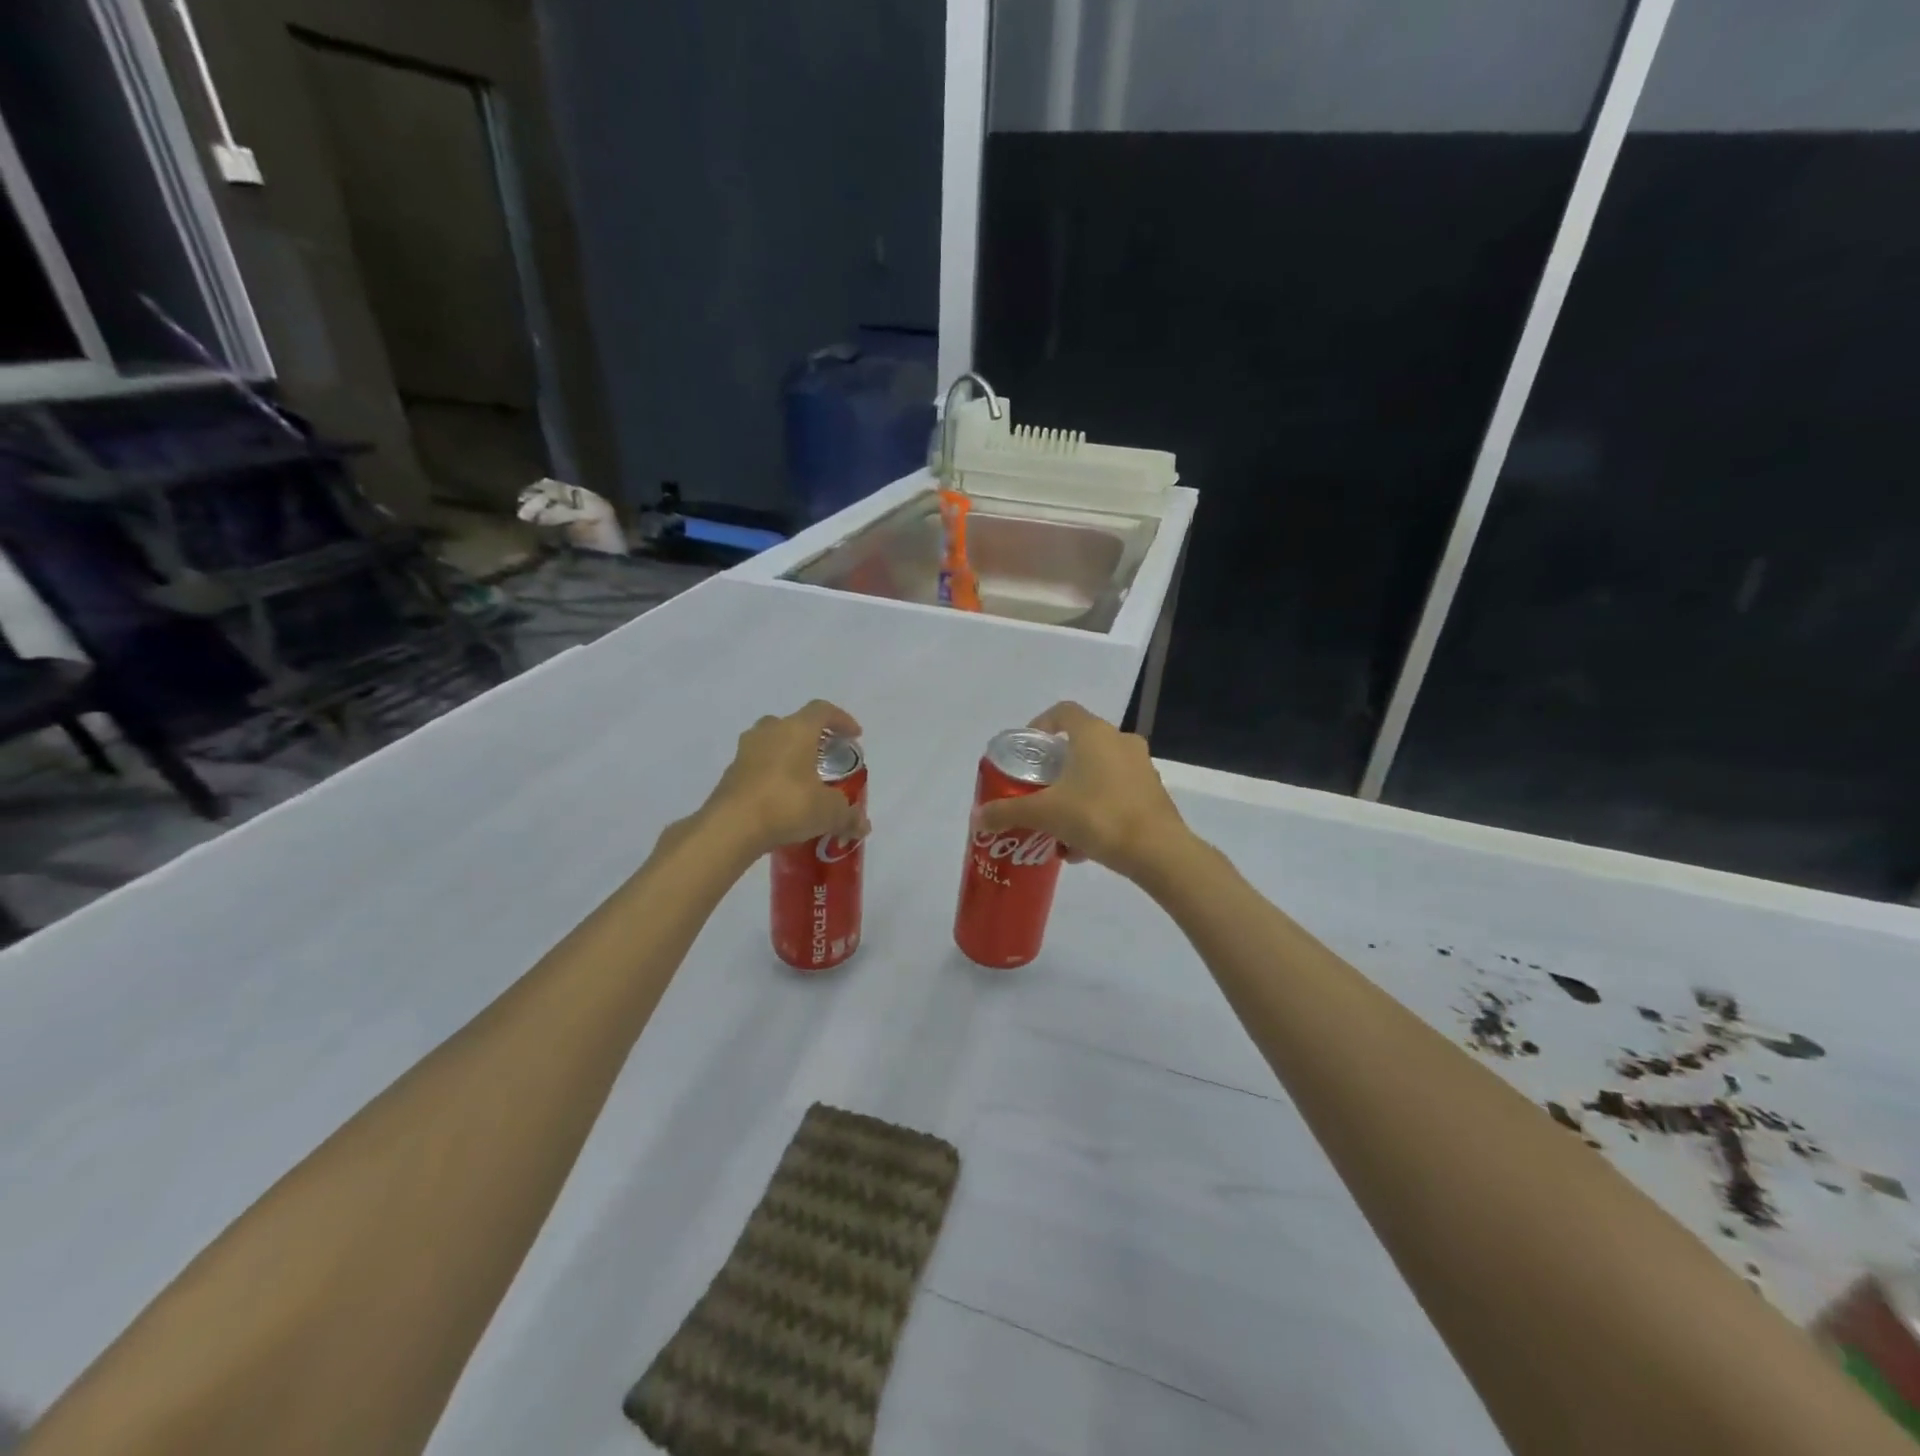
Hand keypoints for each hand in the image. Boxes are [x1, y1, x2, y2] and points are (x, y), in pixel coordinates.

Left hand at [703, 700, 870, 856]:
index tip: (854, 736)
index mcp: (797, 730)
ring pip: (771, 743)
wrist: (731, 827)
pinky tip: (781, 797)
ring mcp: (745, 751)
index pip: (822, 711)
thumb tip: (863, 826)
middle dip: (812, 737)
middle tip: (825, 756)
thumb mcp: (828, 812)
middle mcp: (769, 732)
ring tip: (802, 778)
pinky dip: (771, 774)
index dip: (842, 719)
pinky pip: (757, 766)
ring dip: (788, 754)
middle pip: (794, 723)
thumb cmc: (787, 805)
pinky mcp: (730, 773)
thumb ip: (848, 815)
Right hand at [972, 702, 1190, 882]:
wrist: (1157, 851)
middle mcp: (1121, 742)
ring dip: (1076, 792)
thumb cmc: (1098, 816)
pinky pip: (1116, 794)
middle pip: (1081, 745)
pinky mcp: (1153, 794)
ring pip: (1099, 773)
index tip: (1027, 749)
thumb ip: (1009, 811)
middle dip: (1057, 768)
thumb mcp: (1046, 813)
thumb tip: (977, 818)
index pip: (1063, 712)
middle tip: (1038, 789)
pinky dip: (1096, 810)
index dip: (1041, 724)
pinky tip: (1082, 845)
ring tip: (1057, 824)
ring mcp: (1141, 768)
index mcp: (1095, 734)